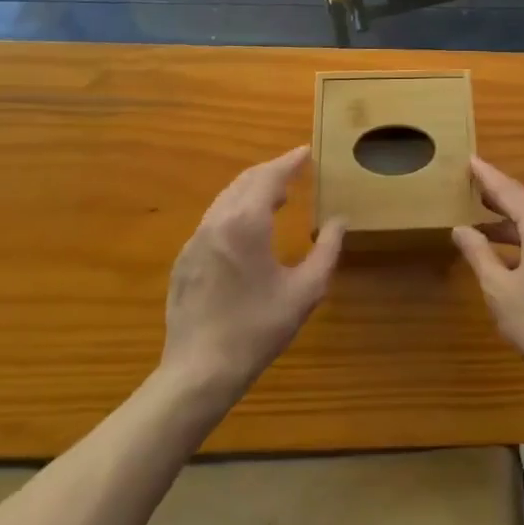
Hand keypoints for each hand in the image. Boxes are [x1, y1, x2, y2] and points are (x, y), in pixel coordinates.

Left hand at [161, 148, 343, 398]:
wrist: (197, 373)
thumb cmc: (256, 329)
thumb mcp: (304, 292)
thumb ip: (326, 251)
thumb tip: (338, 222)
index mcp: (246, 222)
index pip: (269, 176)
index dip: (289, 161)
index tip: (306, 151)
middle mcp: (217, 221)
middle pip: (245, 181)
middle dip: (271, 171)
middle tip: (295, 170)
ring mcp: (195, 241)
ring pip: (226, 199)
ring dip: (252, 189)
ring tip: (277, 196)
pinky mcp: (184, 260)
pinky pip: (214, 220)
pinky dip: (235, 210)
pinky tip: (247, 229)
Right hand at [453, 157, 523, 406]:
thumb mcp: (499, 289)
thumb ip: (478, 253)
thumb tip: (461, 229)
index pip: (510, 191)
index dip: (488, 176)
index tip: (471, 160)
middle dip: (499, 200)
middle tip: (472, 189)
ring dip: (512, 225)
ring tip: (483, 225)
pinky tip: (510, 255)